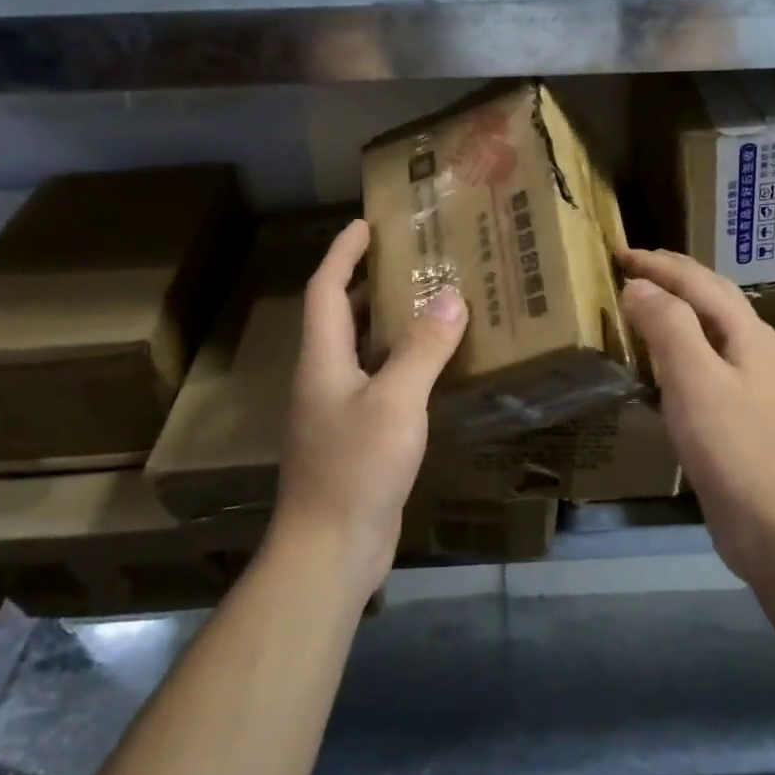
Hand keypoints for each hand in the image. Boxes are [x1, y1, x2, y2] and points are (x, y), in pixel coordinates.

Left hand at [274, 219, 468, 593]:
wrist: (329, 550)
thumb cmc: (355, 468)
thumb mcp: (396, 402)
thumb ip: (423, 349)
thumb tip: (451, 297)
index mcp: (323, 359)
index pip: (326, 290)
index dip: (342, 253)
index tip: (365, 224)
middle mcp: (323, 377)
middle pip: (340, 315)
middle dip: (367, 281)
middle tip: (408, 257)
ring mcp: (336, 410)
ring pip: (360, 349)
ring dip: (386, 321)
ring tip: (426, 300)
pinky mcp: (354, 437)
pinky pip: (376, 381)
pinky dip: (399, 361)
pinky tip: (431, 366)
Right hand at [620, 248, 774, 582]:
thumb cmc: (737, 449)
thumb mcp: (696, 380)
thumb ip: (668, 326)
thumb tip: (639, 286)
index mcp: (746, 332)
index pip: (696, 280)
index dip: (656, 262)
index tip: (616, 252)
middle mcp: (752, 348)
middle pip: (709, 296)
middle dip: (668, 276)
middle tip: (627, 267)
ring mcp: (749, 383)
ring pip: (706, 329)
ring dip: (672, 309)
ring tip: (637, 304)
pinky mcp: (737, 415)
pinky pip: (701, 363)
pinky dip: (674, 347)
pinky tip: (657, 365)